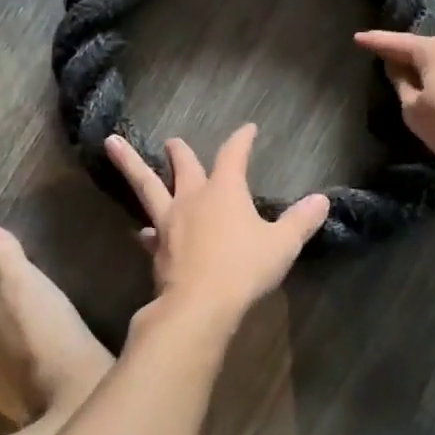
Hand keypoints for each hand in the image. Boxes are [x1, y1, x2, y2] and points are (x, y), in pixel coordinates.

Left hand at [105, 125, 329, 325]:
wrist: (199, 306)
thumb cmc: (245, 268)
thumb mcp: (282, 244)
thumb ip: (301, 221)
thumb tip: (321, 200)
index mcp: (225, 191)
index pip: (234, 154)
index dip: (242, 139)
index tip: (248, 128)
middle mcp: (193, 199)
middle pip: (183, 166)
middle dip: (180, 152)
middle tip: (172, 141)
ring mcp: (170, 223)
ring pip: (148, 187)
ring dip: (131, 165)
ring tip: (112, 145)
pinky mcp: (158, 249)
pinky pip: (150, 232)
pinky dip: (147, 229)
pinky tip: (144, 232)